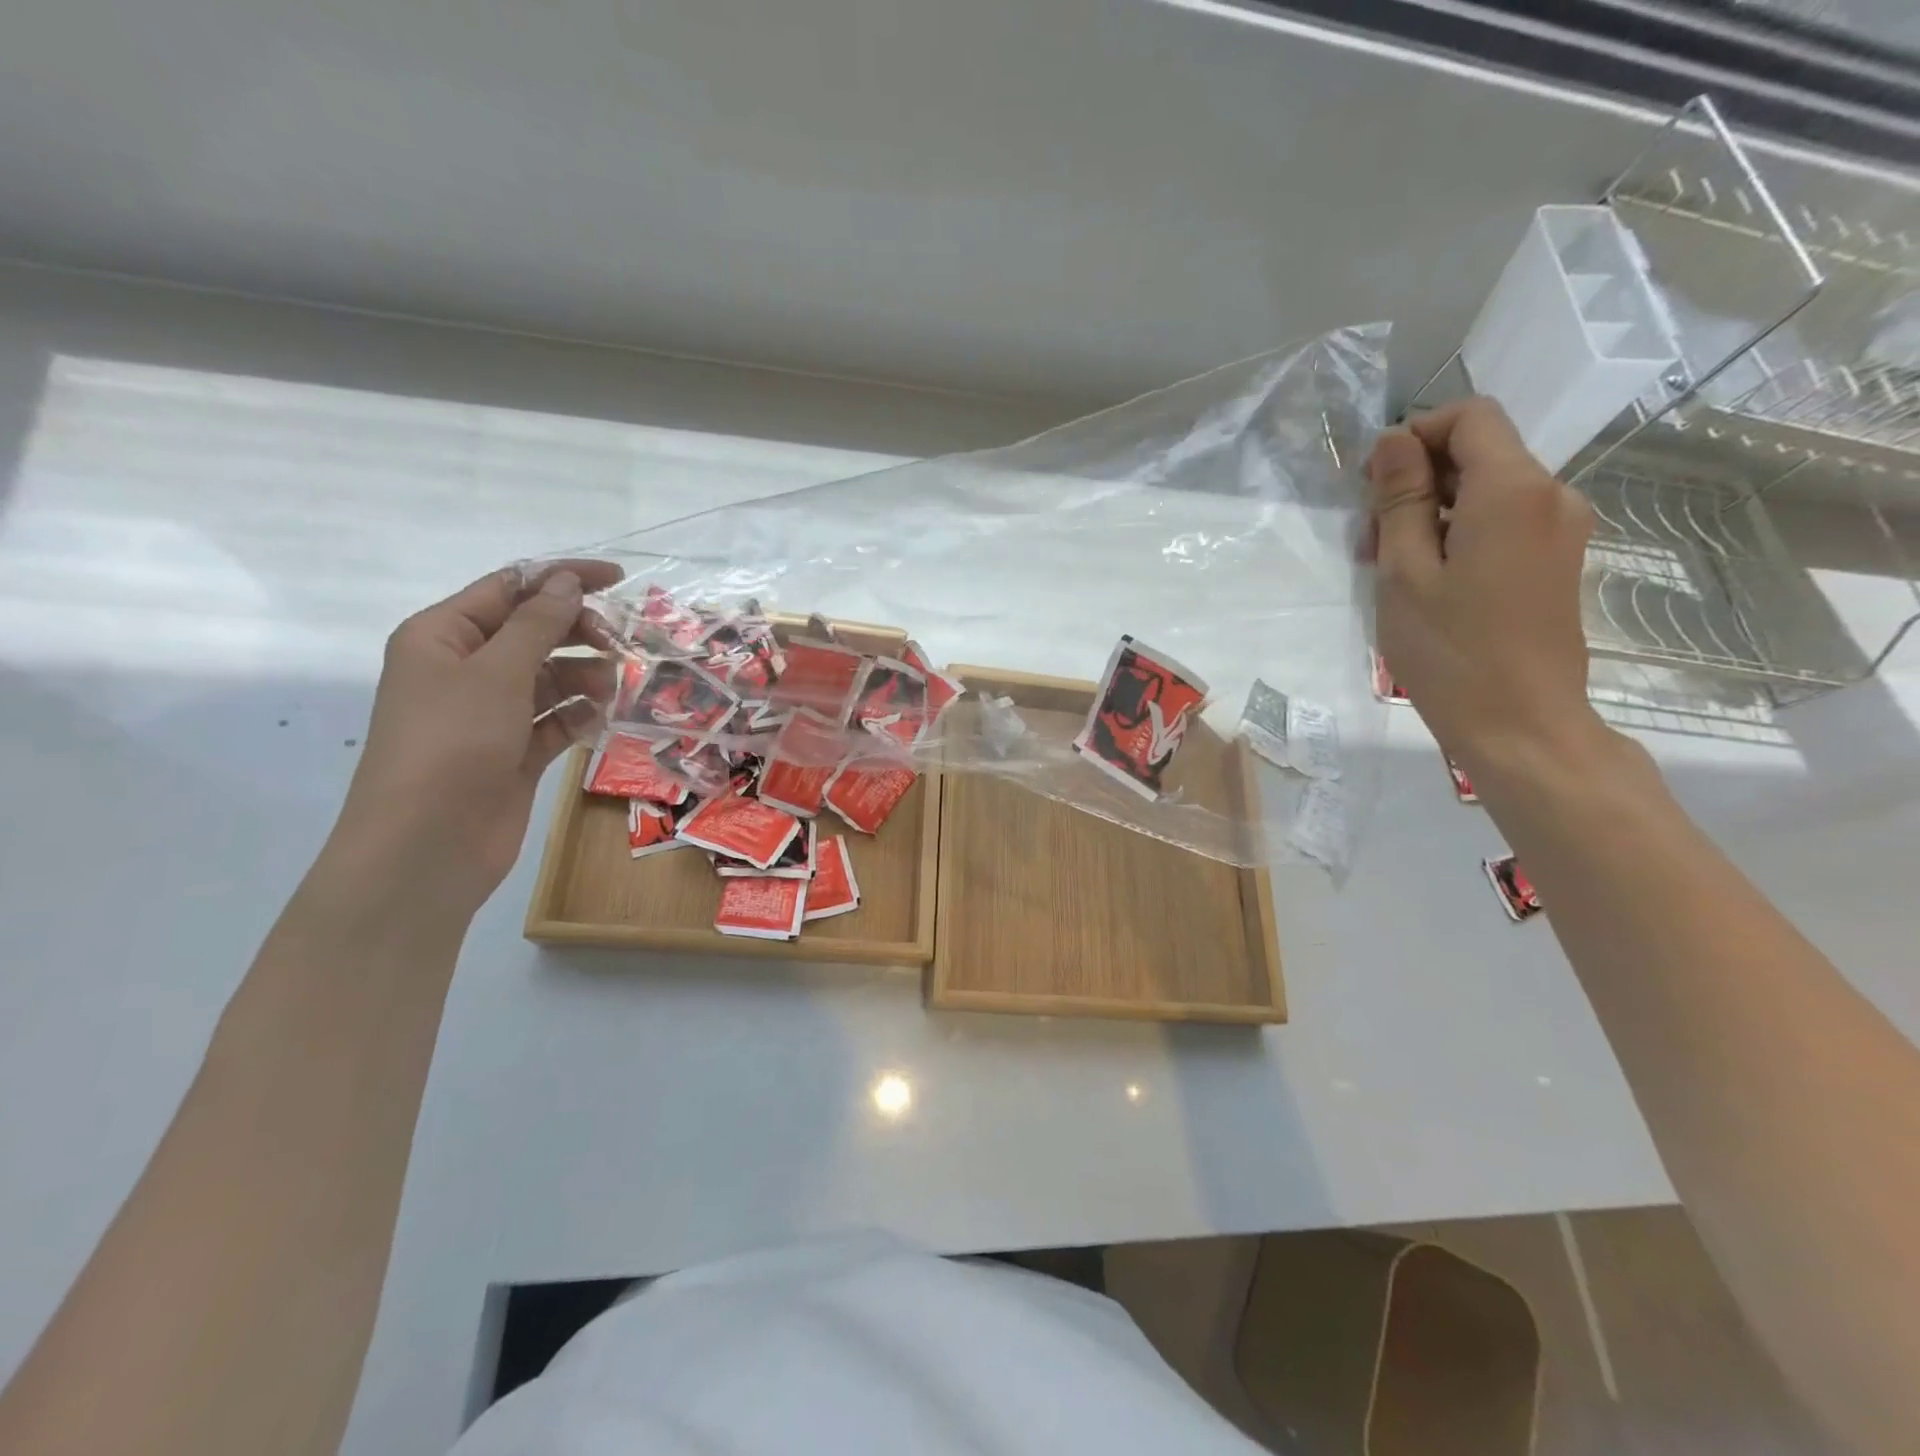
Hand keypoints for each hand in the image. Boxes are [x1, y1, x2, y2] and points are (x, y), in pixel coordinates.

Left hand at [326, 559, 625, 915]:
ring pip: (548, 678)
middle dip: (577, 634)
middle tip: (618, 645)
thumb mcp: (497, 672)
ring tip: (609, 689)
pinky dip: (576, 718)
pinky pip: (553, 721)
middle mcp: (464, 669)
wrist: (428, 842)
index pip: (509, 588)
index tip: (619, 580)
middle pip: (532, 632)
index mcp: (442, 636)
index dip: (562, 578)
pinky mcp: (512, 752)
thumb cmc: (453, 742)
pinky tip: (594, 723)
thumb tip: (566, 581)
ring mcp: (488, 714)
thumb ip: (537, 624)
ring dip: (582, 678)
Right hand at [1367, 398, 1608, 777]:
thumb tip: (1394, 440)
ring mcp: (1561, 528)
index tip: (1375, 483)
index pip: (1471, 416)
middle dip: (1418, 478)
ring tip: (1391, 566)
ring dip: (1433, 510)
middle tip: (1370, 536)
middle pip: (1480, 451)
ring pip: (1488, 488)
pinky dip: (1460, 532)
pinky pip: (1504, 520)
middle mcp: (1551, 495)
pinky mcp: (1557, 559)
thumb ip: (1400, 499)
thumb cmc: (1449, 650)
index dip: (1416, 434)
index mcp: (1513, 490)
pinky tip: (1428, 578)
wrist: (1519, 723)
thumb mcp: (1404, 572)